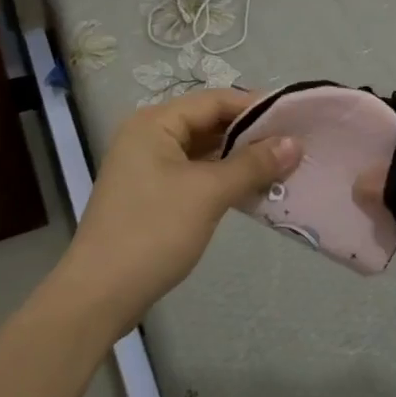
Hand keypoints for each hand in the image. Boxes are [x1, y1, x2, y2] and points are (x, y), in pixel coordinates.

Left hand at [56, 88, 301, 336]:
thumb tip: (295, 143)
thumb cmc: (153, 231)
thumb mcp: (208, 193)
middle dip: (251, 135)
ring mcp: (147, 167)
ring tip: (282, 167)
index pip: (215, 101)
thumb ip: (253, 164)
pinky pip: (195, 175)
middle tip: (295, 145)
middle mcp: (148, 136)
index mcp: (155, 123)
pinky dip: (223, 179)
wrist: (99, 295)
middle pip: (209, 123)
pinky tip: (253, 191)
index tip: (296, 119)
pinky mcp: (151, 195)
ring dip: (240, 159)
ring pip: (203, 152)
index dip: (256, 107)